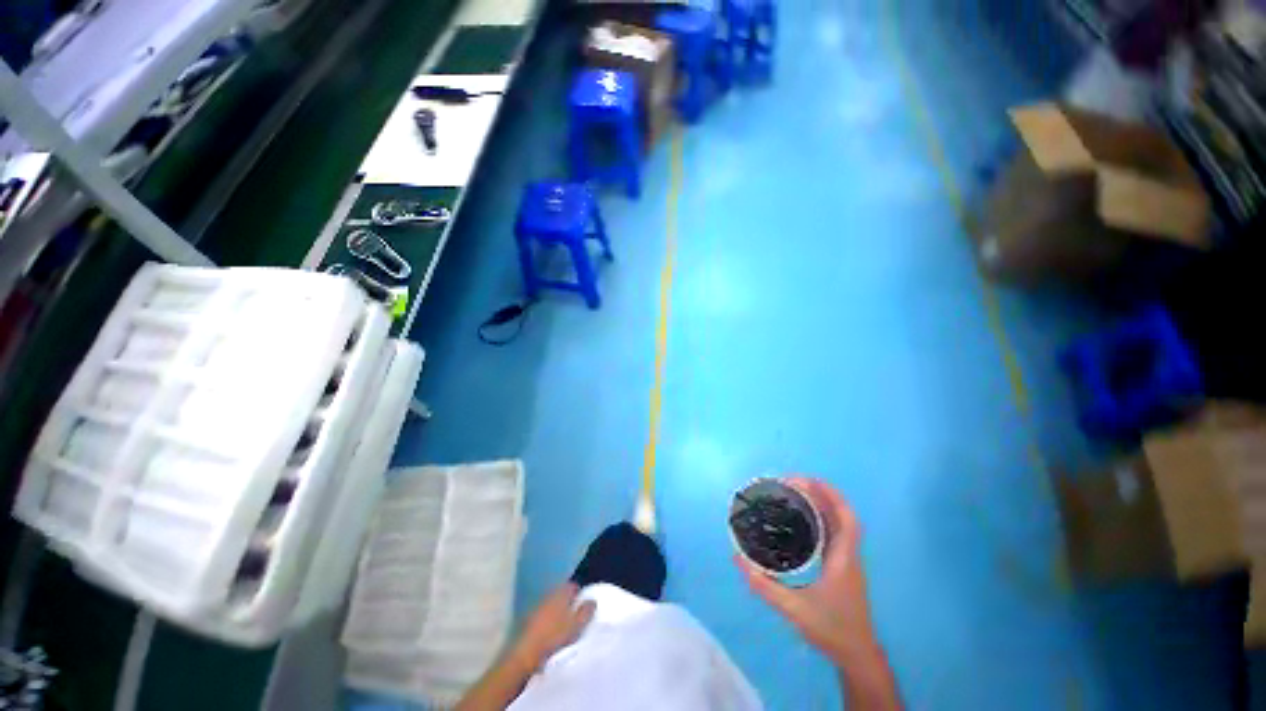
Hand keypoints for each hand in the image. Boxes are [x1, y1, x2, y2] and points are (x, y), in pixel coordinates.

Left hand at [509, 582, 595, 670]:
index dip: (580, 593)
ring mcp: (537, 608)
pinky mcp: (529, 621)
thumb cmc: (555, 637)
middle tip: (577, 616)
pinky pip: (543, 616)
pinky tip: (552, 633)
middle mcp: (548, 596)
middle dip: (569, 603)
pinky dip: (549, 621)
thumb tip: (592, 600)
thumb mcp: (576, 625)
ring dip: (558, 612)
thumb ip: (586, 611)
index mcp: (561, 593)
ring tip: (565, 626)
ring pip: (552, 605)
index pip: (573, 586)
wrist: (526, 654)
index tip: (585, 605)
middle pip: (562, 595)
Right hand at [736, 477, 876, 662]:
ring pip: (839, 524)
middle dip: (821, 494)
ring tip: (796, 494)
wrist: (856, 655)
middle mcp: (848, 555)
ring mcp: (847, 561)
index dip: (832, 495)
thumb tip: (738, 560)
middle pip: (841, 515)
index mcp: (843, 559)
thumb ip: (765, 586)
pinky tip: (803, 520)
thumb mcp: (794, 609)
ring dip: (822, 504)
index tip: (809, 479)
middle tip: (792, 483)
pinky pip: (834, 533)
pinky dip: (821, 519)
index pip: (846, 519)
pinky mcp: (842, 566)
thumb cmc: (831, 630)